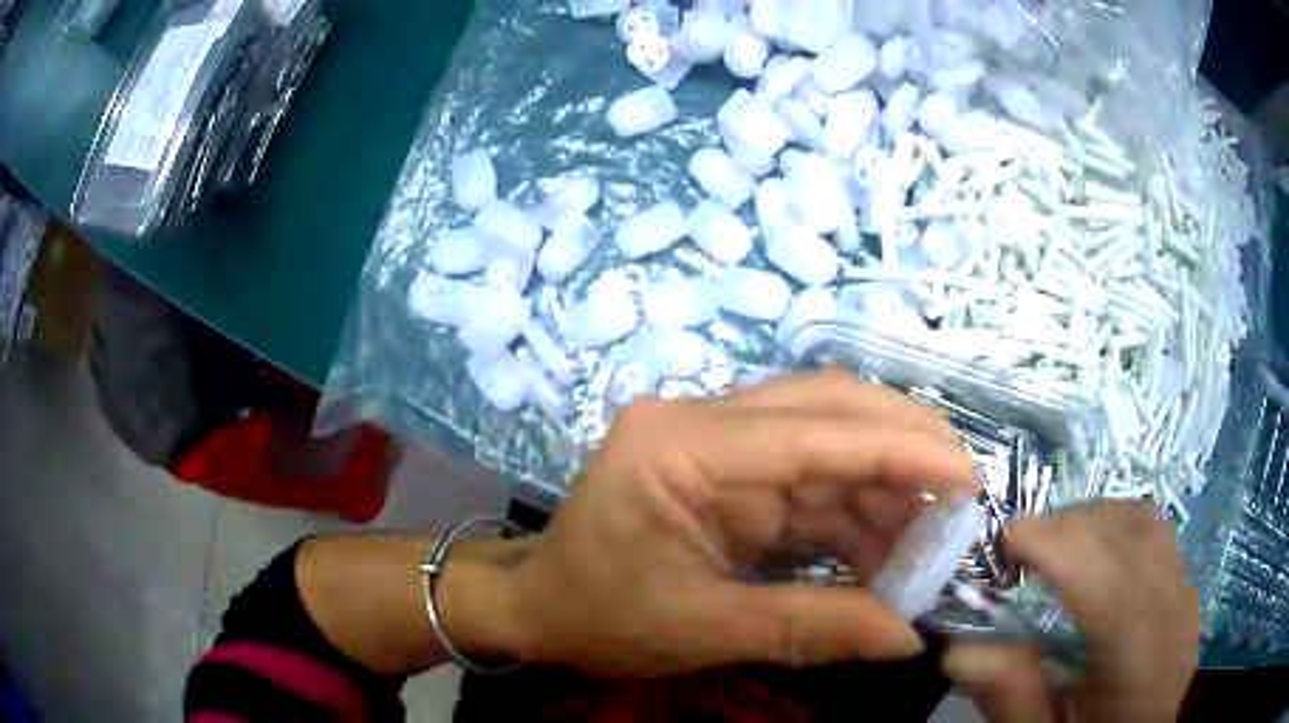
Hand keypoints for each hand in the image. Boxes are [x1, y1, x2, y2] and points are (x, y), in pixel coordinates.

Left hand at [448, 370, 978, 677]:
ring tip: (930, 539)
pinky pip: (808, 476)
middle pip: (826, 407)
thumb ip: (810, 630)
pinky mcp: (727, 469)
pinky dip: (854, 510)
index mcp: (679, 444)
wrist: (540, 605)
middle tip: (961, 493)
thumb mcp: (702, 629)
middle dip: (903, 446)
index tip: (967, 479)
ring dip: (884, 486)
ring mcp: (715, 439)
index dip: (900, 451)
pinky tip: (887, 548)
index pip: (811, 431)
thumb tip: (908, 639)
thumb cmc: (598, 614)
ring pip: (826, 439)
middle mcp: (701, 421)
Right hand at [942, 501, 1199, 722]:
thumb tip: (962, 651)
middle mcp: (1169, 606)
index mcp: (1137, 652)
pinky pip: (1157, 532)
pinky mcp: (1185, 587)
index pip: (1101, 573)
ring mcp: (1183, 590)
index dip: (1053, 543)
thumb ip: (1013, 699)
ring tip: (1058, 548)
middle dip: (1069, 524)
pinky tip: (1098, 558)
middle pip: (1126, 532)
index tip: (1004, 542)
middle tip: (1023, 552)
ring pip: (1144, 521)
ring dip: (1096, 519)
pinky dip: (1120, 528)